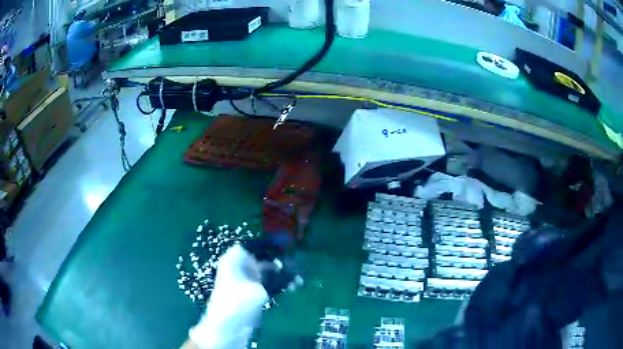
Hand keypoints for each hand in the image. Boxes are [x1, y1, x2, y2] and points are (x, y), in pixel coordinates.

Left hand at [186, 240, 301, 348]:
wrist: (227, 327)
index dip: (266, 245)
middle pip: (261, 259)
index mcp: (233, 261)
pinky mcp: (252, 294)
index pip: (250, 245)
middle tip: (295, 265)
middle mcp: (239, 268)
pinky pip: (268, 285)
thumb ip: (276, 280)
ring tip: (298, 278)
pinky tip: (292, 287)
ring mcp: (246, 282)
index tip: (284, 247)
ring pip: (266, 273)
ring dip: (281, 275)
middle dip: (278, 261)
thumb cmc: (237, 303)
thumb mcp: (258, 291)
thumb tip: (292, 272)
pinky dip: (279, 285)